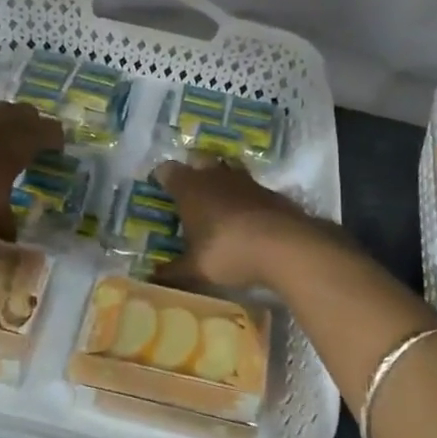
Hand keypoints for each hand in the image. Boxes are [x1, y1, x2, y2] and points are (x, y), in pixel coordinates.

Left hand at [0, 102, 60, 235]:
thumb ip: (5, 221)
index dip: (56, 142)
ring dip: (5, 124)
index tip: (55, 154)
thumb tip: (10, 242)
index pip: (53, 131)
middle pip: (30, 114)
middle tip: (29, 148)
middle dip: (33, 128)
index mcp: (26, 137)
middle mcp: (8, 117)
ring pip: (2, 111)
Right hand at [154, 158, 340, 291]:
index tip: (158, 188)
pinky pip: (250, 187)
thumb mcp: (196, 269)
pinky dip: (243, 197)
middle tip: (188, 192)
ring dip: (220, 180)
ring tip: (217, 202)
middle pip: (199, 160)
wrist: (285, 246)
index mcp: (190, 188)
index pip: (167, 170)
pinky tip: (245, 217)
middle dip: (192, 170)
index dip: (161, 177)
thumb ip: (172, 272)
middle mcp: (215, 175)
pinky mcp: (269, 191)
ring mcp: (245, 180)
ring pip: (227, 169)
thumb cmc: (228, 251)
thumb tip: (151, 278)